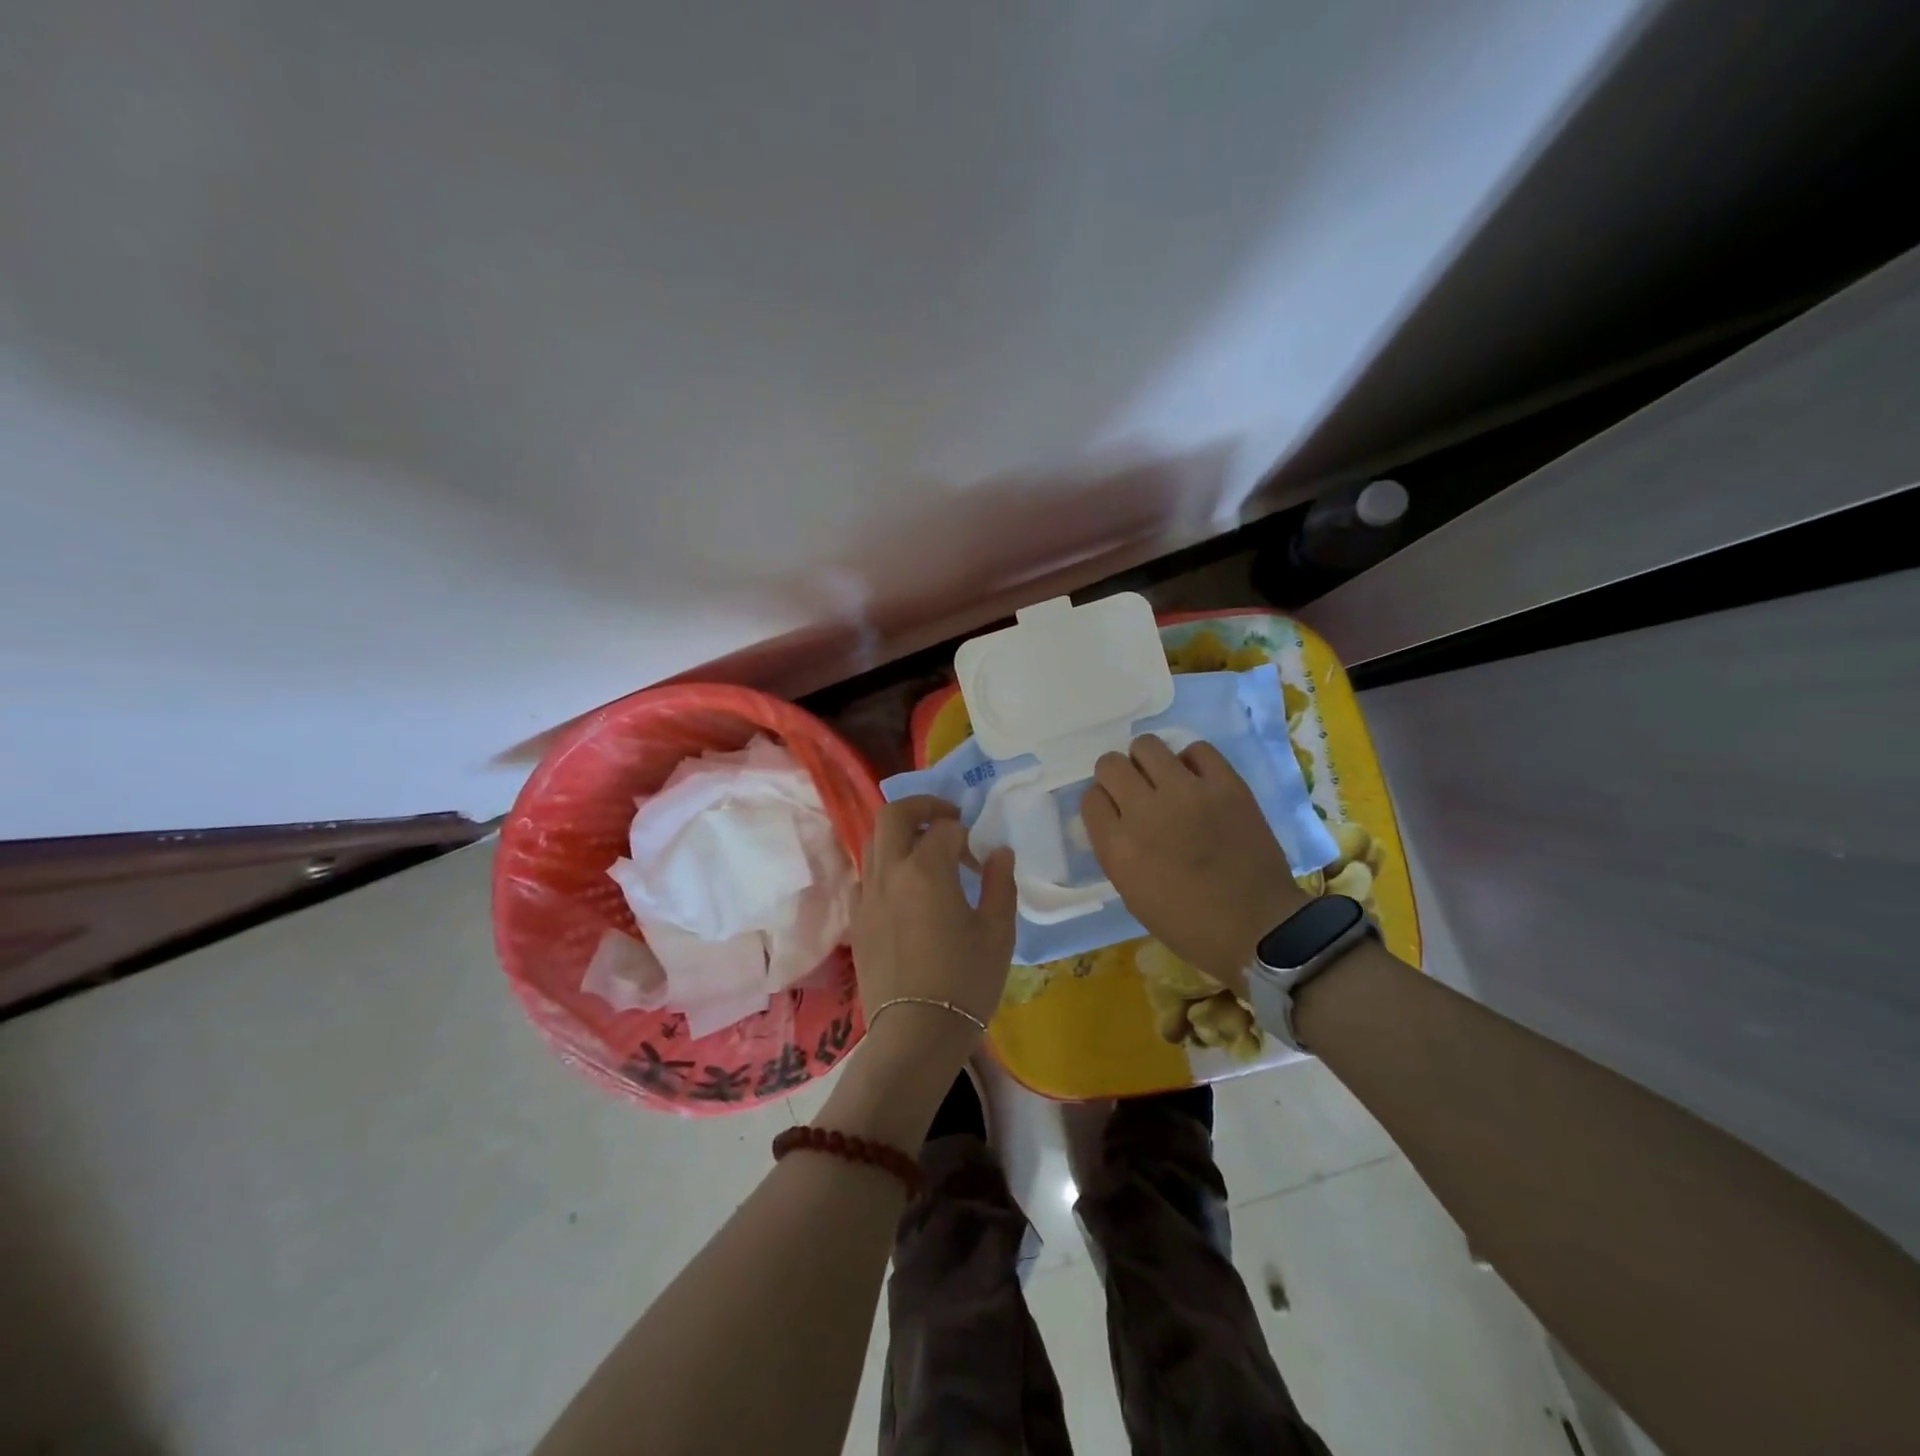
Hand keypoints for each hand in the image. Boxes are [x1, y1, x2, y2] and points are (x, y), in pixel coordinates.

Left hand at [849, 795, 1016, 1066]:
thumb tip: (998, 852)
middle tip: (947, 819)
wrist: (916, 1033)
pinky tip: (906, 890)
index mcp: (926, 869)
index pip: (945, 828)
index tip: (980, 856)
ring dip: (901, 834)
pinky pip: (867, 875)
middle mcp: (890, 872)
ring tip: (927, 853)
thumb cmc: (965, 981)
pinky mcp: (857, 919)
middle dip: (922, 806)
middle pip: (894, 814)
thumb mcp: (997, 932)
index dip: (967, 834)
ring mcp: (867, 895)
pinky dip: (886, 866)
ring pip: (874, 841)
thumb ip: (999, 883)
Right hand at [1083, 736, 1305, 992]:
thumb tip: (1116, 817)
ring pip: (1147, 745)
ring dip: (1148, 761)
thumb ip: (1116, 849)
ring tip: (1164, 779)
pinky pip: (1197, 749)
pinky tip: (1198, 781)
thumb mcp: (1132, 893)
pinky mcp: (1226, 784)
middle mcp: (1145, 811)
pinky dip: (1192, 762)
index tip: (1115, 812)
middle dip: (1117, 775)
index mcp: (1118, 847)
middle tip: (1136, 791)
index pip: (1090, 798)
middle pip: (1110, 764)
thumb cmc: (1188, 924)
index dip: (1102, 803)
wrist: (1258, 928)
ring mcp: (1187, 792)